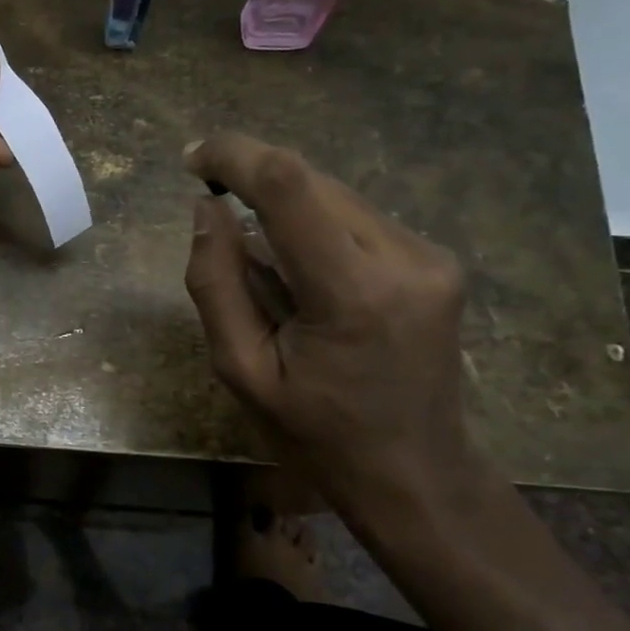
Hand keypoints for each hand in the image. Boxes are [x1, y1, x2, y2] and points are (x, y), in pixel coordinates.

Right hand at [183, 133, 476, 507]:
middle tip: (214, 215)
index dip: (236, 156)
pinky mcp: (435, 261)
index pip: (290, 187)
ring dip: (284, 209)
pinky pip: (357, 219)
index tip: (194, 160)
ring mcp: (430, 257)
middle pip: (312, 184)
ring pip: (335, 196)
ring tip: (264, 270)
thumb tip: (207, 209)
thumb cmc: (316, 434)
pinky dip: (314, 228)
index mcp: (353, 294)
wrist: (414, 474)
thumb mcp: (242, 370)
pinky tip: (301, 274)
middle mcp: (404, 259)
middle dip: (255, 184)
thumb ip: (216, 284)